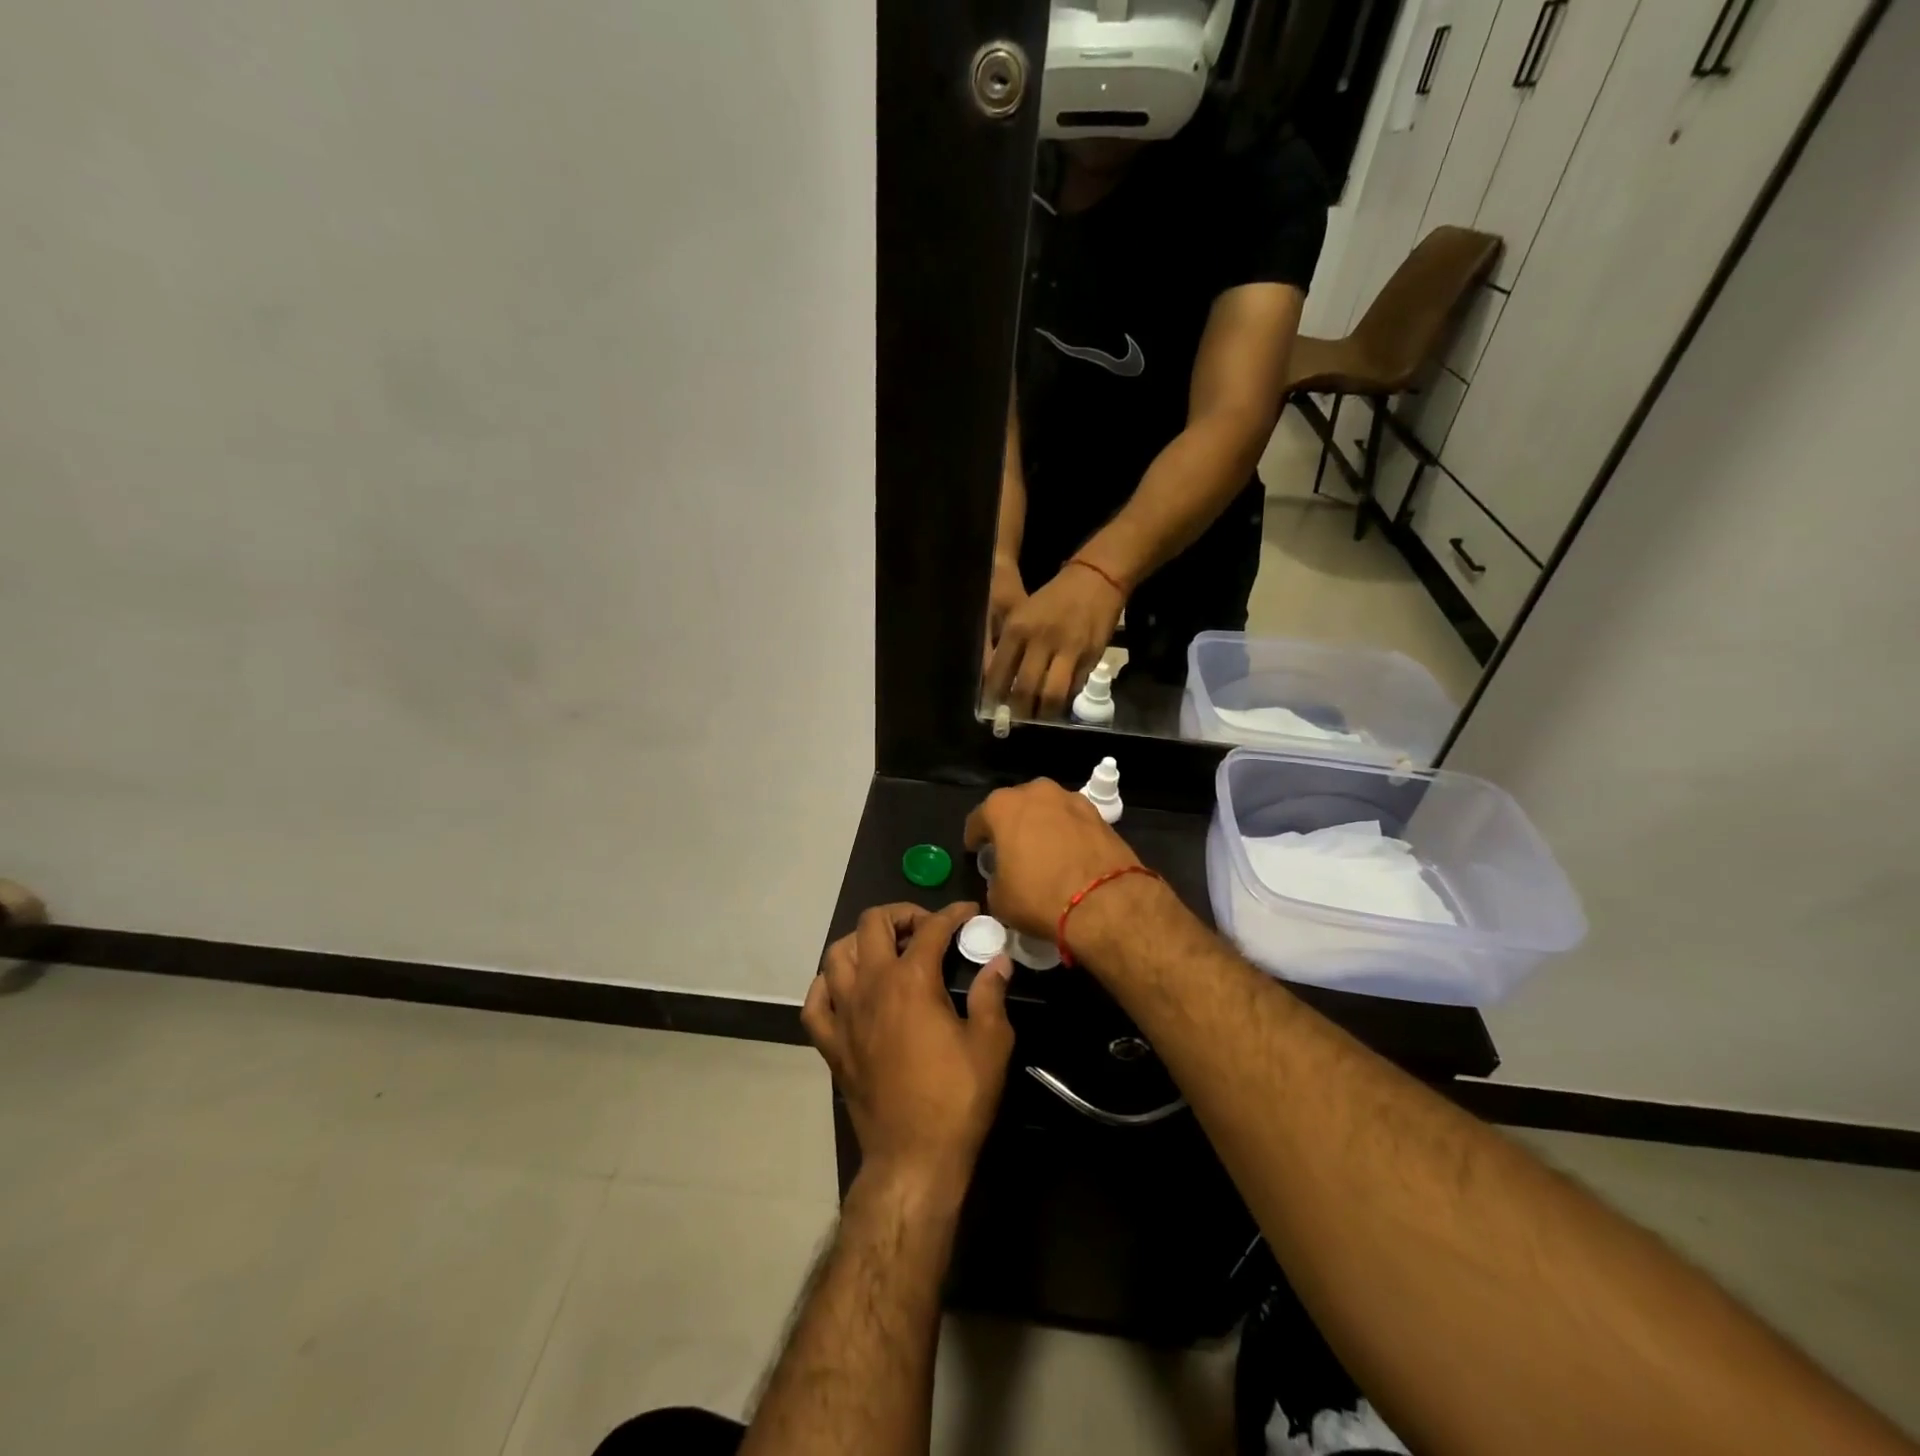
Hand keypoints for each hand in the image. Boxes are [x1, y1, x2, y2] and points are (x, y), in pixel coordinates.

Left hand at [805, 902, 1014, 1193]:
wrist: (913, 1157)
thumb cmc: (957, 1099)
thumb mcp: (991, 1043)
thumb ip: (991, 993)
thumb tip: (998, 961)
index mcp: (912, 981)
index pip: (931, 928)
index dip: (953, 913)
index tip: (969, 913)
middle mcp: (871, 986)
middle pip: (872, 924)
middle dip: (901, 914)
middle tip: (925, 929)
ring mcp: (845, 1014)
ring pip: (837, 954)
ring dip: (862, 942)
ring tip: (887, 951)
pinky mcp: (831, 1044)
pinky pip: (816, 1002)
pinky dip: (828, 985)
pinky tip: (847, 989)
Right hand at [963, 780, 1143, 950]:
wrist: (1104, 902)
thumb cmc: (1039, 897)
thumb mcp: (999, 899)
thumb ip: (995, 879)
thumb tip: (1005, 878)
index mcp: (1003, 806)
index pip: (978, 819)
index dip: (975, 838)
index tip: (976, 852)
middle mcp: (1036, 792)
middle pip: (1015, 806)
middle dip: (1010, 825)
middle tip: (1010, 850)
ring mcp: (1070, 799)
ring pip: (1046, 809)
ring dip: (1041, 825)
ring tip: (1042, 851)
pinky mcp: (1098, 813)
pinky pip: (1071, 821)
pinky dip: (1066, 833)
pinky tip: (1068, 854)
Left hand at [983, 562, 1123, 718]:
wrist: (1094, 580)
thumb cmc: (1052, 600)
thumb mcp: (1022, 615)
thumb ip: (1010, 648)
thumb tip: (999, 683)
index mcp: (1017, 628)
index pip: (999, 672)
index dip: (994, 696)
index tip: (993, 708)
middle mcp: (1040, 640)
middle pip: (1024, 689)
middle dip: (1018, 712)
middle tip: (1016, 720)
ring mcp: (1067, 650)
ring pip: (1051, 695)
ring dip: (1043, 713)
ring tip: (1038, 717)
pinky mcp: (1089, 657)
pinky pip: (1073, 688)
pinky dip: (1065, 700)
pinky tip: (1058, 703)